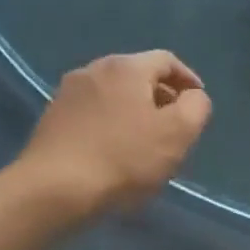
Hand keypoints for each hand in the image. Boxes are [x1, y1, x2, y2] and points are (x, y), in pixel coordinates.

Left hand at [18, 51, 211, 217]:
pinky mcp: (52, 118)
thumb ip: (196, 107)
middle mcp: (94, 69)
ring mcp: (68, 93)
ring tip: (146, 141)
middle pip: (138, 75)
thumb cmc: (125, 158)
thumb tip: (193, 97)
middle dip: (161, 96)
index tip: (198, 104)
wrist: (55, 188)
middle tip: (175, 126)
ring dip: (134, 111)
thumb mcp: (178, 133)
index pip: (167, 60)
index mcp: (127, 67)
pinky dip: (111, 123)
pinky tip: (115, 151)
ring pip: (114, 94)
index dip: (188, 80)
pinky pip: (93, 112)